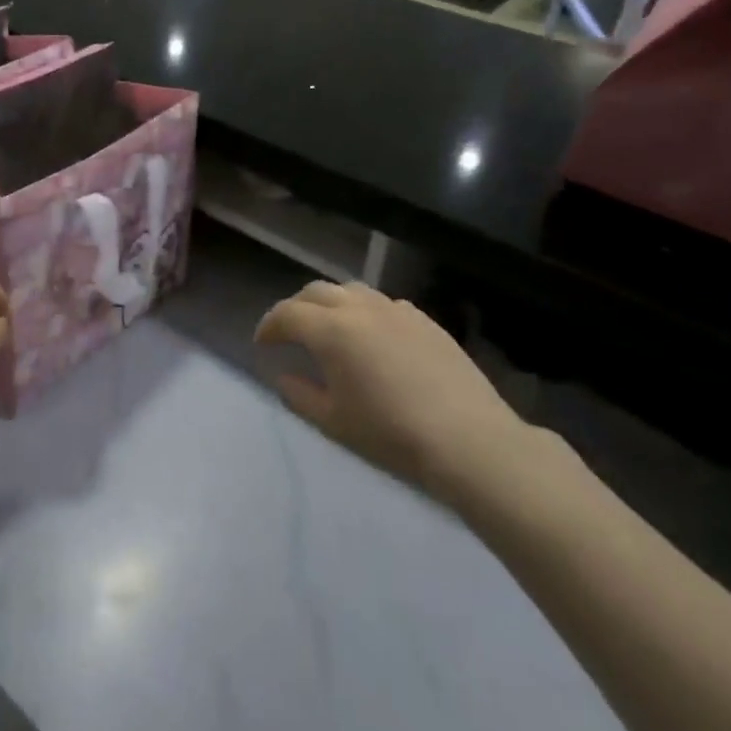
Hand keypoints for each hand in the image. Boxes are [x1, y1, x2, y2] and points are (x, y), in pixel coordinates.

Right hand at [254, 282, 533, 507]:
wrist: (468, 439)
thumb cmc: (391, 434)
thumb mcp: (333, 422)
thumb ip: (300, 395)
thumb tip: (284, 376)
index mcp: (331, 330)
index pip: (287, 314)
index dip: (269, 326)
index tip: (262, 343)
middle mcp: (360, 308)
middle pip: (315, 291)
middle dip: (295, 308)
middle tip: (289, 332)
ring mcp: (396, 310)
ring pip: (350, 290)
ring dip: (330, 303)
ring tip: (328, 328)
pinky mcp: (424, 320)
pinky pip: (382, 303)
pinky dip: (363, 311)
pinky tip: (371, 337)